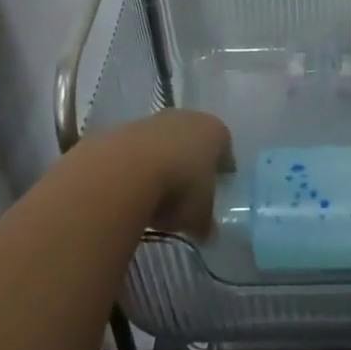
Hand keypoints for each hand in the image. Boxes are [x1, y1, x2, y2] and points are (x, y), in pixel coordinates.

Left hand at [134, 108, 234, 238]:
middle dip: (191, 165)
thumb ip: (206, 222)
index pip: (225, 152)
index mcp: (216, 133)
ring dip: (162, 163)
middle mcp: (188, 118)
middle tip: (188, 193)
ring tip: (156, 195)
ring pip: (164, 143)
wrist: (125, 170)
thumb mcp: (199, 216)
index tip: (218, 190)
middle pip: (194, 142)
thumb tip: (207, 231)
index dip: (222, 172)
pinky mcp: (125, 127)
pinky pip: (139, 150)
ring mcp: (155, 119)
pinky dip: (138, 166)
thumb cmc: (179, 189)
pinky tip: (133, 188)